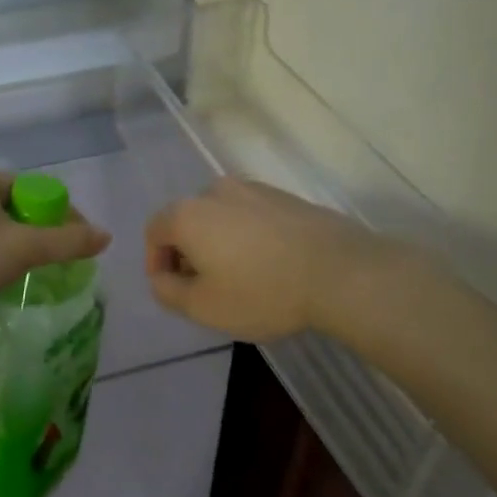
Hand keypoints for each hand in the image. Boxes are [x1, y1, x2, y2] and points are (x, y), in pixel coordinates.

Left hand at [0, 162, 111, 335]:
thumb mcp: (24, 250)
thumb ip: (68, 241)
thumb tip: (105, 236)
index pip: (34, 190)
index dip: (61, 216)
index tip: (76, 245)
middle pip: (17, 208)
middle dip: (39, 233)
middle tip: (56, 263)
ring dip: (17, 247)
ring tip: (33, 273)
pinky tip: (1, 277)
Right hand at [144, 178, 386, 340]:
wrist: (341, 272)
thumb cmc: (261, 292)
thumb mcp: (202, 307)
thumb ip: (168, 291)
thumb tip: (162, 277)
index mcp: (188, 213)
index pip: (155, 231)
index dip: (156, 262)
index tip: (172, 289)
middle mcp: (216, 191)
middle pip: (188, 220)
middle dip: (188, 252)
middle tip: (204, 287)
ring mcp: (255, 189)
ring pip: (222, 217)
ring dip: (220, 243)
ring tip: (239, 277)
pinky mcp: (287, 197)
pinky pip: (253, 216)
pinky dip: (249, 237)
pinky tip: (269, 265)